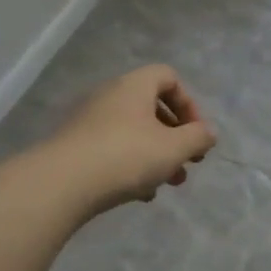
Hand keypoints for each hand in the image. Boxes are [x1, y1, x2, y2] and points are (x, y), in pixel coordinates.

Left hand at [47, 66, 216, 216]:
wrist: (61, 183)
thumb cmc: (126, 156)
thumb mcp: (174, 149)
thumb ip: (198, 138)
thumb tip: (209, 132)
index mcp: (134, 86)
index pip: (168, 77)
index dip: (188, 103)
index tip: (196, 133)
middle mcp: (110, 96)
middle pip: (152, 108)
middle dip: (175, 137)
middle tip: (188, 164)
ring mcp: (89, 121)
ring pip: (133, 132)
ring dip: (156, 155)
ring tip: (167, 184)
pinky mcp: (76, 146)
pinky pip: (113, 149)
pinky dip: (131, 165)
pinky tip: (139, 193)